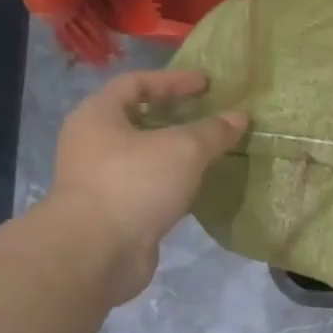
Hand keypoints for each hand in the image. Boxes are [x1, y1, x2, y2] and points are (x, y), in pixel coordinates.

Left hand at [48, 70, 246, 303]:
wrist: (96, 252)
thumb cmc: (134, 184)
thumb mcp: (183, 149)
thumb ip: (213, 131)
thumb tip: (240, 117)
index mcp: (98, 116)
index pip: (136, 83)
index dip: (173, 80)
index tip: (207, 84)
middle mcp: (92, 143)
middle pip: (138, 119)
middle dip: (175, 116)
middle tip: (210, 116)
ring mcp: (101, 180)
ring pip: (145, 156)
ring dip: (176, 152)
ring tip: (211, 151)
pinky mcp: (114, 211)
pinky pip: (149, 186)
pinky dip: (174, 182)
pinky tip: (199, 186)